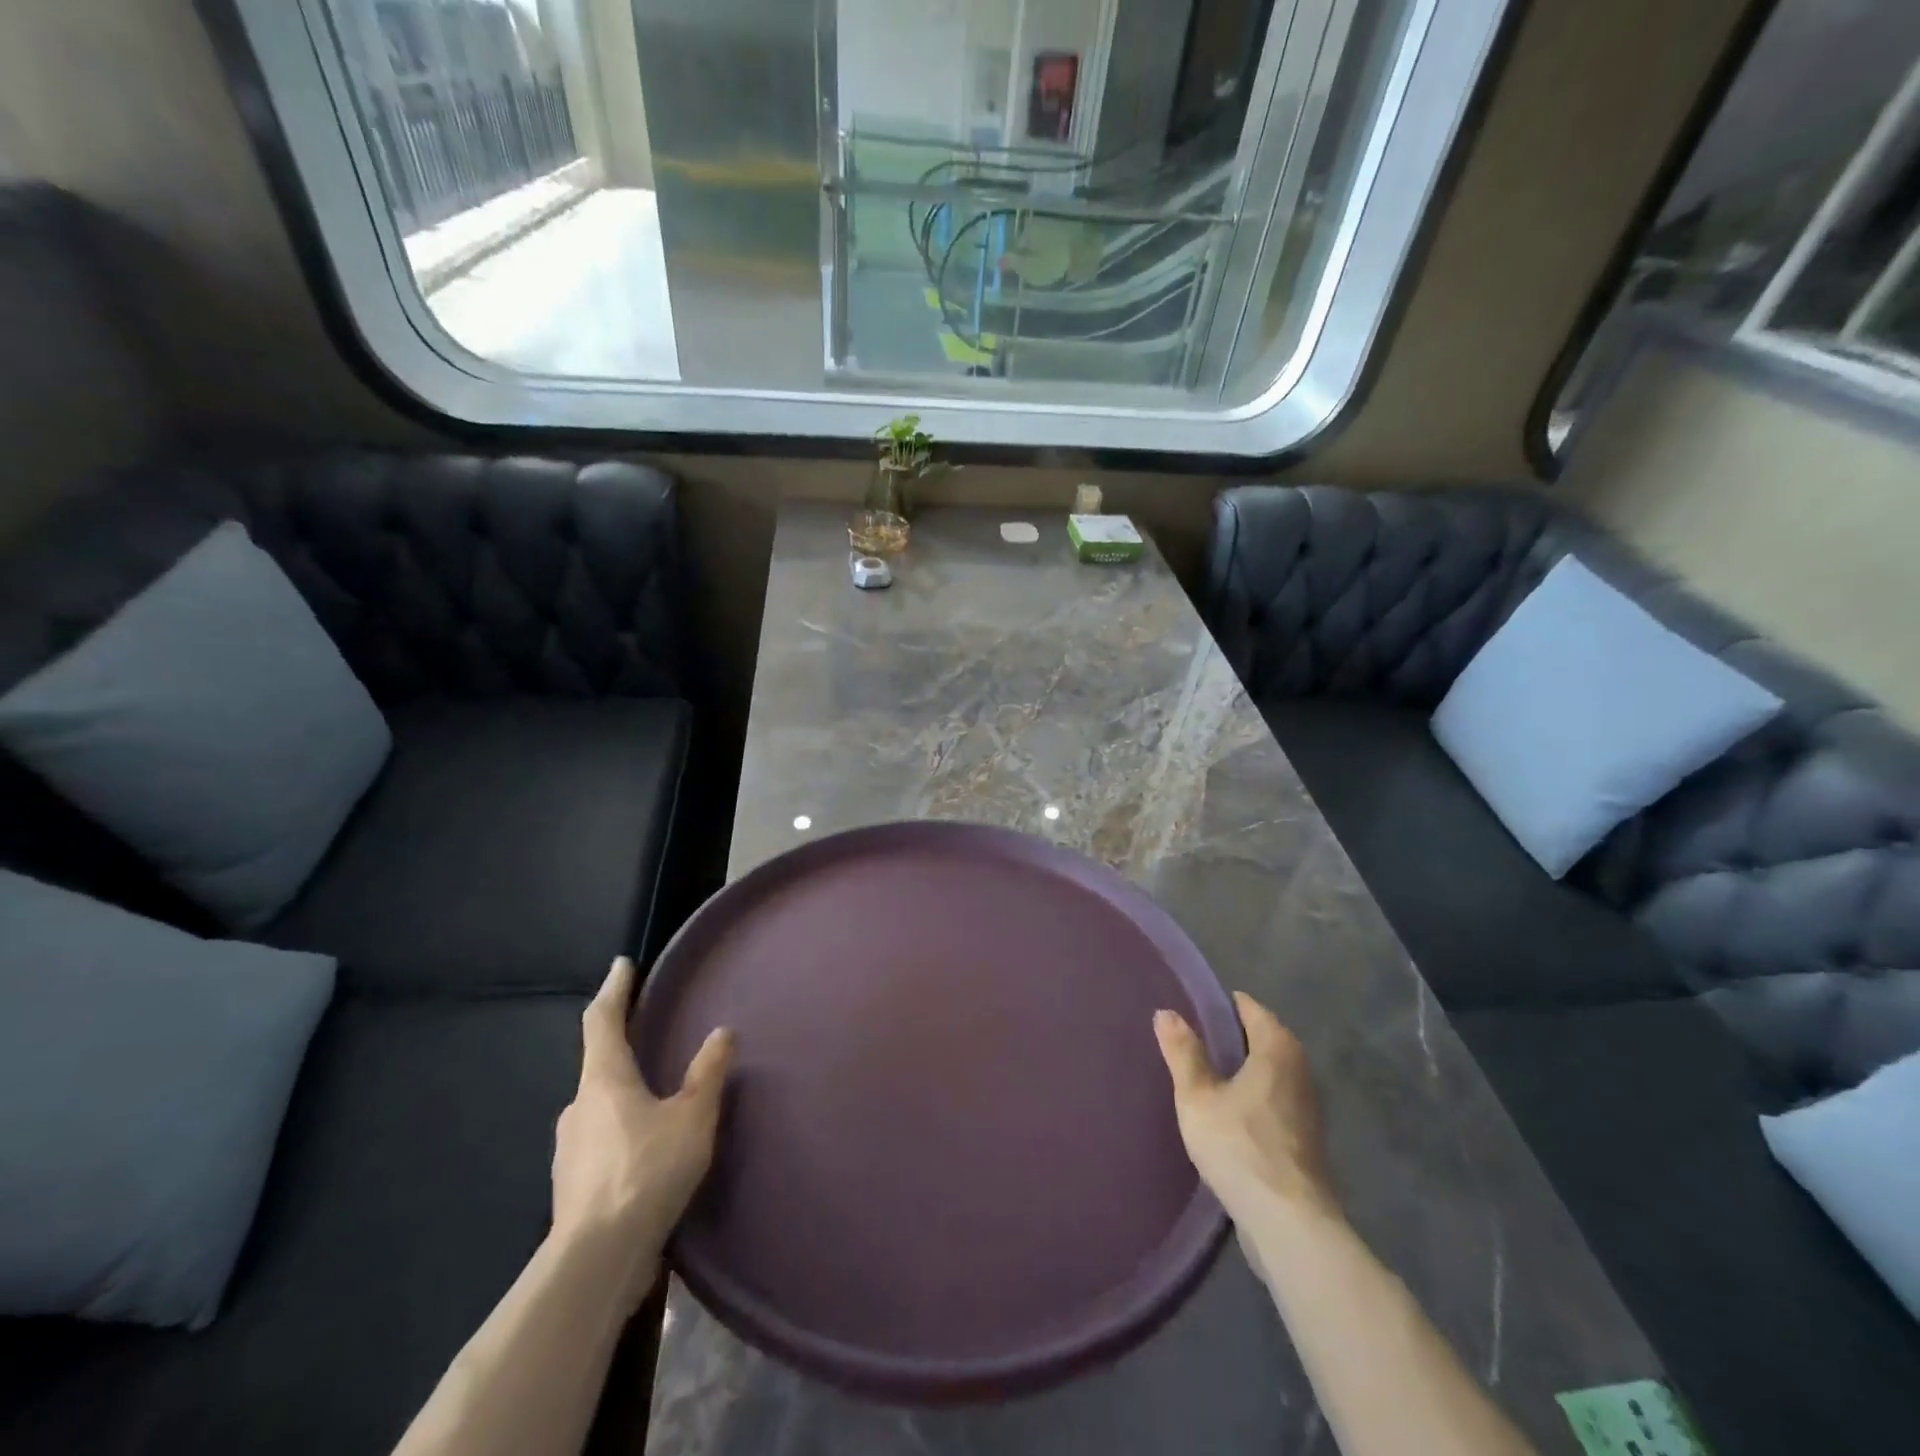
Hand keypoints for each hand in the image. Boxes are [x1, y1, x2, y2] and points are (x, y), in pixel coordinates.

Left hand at [551, 957, 733, 1308]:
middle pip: (598, 1065)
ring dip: (623, 1096)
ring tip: (656, 1102)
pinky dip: (621, 1134)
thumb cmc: (646, 1172)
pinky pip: (600, 1142)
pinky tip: (645, 1153)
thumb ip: (708, 1072)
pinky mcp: (572, 1186)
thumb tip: (723, 1032)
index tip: (622, 965)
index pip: (602, 1020)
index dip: (614, 990)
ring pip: (598, 1107)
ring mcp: (569, 1149)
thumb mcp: (692, 1117)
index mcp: (604, 1079)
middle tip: (648, 1039)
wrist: (596, 1261)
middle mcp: (579, 1106)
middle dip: (622, 1049)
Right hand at [1153, 991, 1339, 1227]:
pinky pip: (1275, 1100)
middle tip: (1193, 1039)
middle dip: (1232, 1036)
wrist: (1290, 1224)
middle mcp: (1300, 1070)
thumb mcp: (1197, 1097)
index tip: (1193, 1008)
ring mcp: (1307, 1107)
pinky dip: (1254, 1096)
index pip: (1250, 1009)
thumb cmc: (1240, 1147)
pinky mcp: (1306, 1139)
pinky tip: (1228, 1113)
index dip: (1221, 1005)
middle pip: (1264, 1039)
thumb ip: (1183, 1052)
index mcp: (1277, 1049)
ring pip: (1270, 1072)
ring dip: (1244, 1069)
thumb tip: (1166, 1012)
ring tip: (1206, 1074)